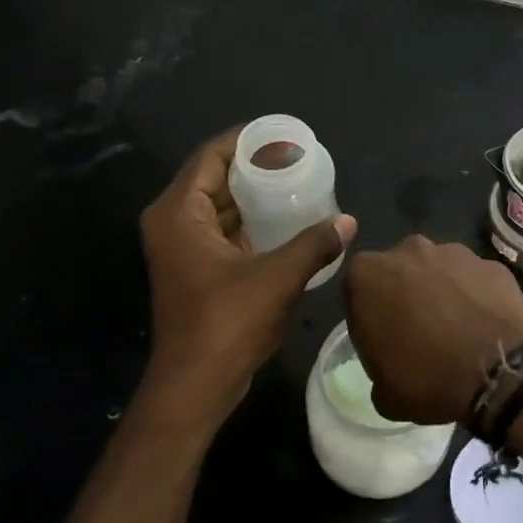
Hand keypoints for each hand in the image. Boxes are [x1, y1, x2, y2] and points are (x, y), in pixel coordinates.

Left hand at [141, 129, 355, 414]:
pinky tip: (288, 224)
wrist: (196, 386)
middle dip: (256, 168)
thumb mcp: (277, 278)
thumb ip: (313, 244)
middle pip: (215, 179)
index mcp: (179, 213)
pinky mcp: (196, 271)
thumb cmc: (227, 324)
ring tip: (299, 185)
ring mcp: (183, 249)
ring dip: (256, 198)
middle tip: (300, 160)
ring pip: (221, 208)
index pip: (212, 157)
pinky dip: (252, 225)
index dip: (248, 141)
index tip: (286, 136)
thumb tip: (348, 221)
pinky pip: (225, 232)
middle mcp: (174, 223)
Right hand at [343, 237, 522, 424]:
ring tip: (456, 330)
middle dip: (405, 295)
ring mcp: (455, 252)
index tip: (383, 341)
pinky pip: (474, 280)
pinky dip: (475, 297)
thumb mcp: (383, 392)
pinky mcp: (491, 263)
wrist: (500, 372)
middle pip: (399, 272)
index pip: (358, 291)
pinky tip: (483, 326)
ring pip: (439, 271)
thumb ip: (377, 366)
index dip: (369, 317)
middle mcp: (408, 250)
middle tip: (419, 333)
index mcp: (367, 275)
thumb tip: (391, 365)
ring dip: (442, 292)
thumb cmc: (428, 378)